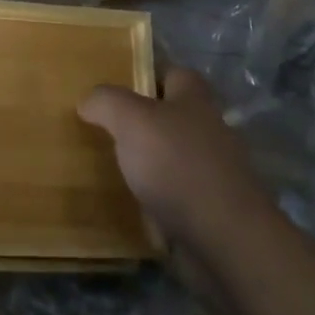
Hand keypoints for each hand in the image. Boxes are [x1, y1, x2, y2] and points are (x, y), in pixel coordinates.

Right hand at [79, 66, 271, 250]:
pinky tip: (131, 206)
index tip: (115, 87)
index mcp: (195, 100)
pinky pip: (177, 197)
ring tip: (111, 169)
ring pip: (174, 158)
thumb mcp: (130, 119)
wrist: (226, 241)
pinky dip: (157, 200)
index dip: (146, 75)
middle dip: (144, 122)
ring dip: (149, 164)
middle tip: (104, 129)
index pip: (173, 73)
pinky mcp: (213, 212)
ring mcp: (215, 174)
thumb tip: (88, 101)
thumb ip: (106, 102)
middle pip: (173, 117)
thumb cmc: (177, 165)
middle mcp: (210, 131)